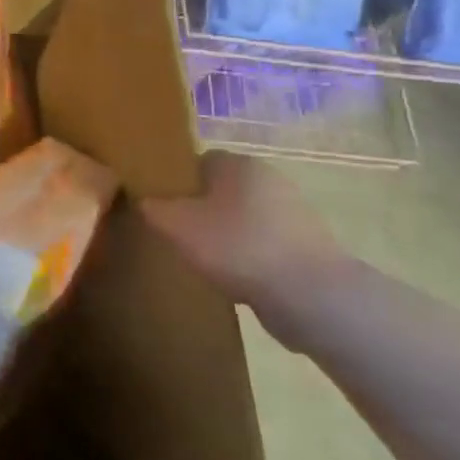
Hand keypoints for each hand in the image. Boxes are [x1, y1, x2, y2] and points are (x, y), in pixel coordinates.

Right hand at [138, 153, 350, 333]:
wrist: (313, 298)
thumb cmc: (238, 246)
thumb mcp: (176, 225)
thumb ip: (153, 207)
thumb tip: (146, 201)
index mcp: (238, 163)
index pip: (196, 161)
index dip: (174, 182)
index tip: (158, 206)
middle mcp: (269, 179)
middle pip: (219, 190)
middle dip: (198, 211)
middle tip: (175, 234)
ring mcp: (293, 214)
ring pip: (241, 219)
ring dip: (223, 237)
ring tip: (201, 262)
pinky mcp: (307, 248)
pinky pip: (262, 246)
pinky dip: (246, 260)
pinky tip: (233, 281)